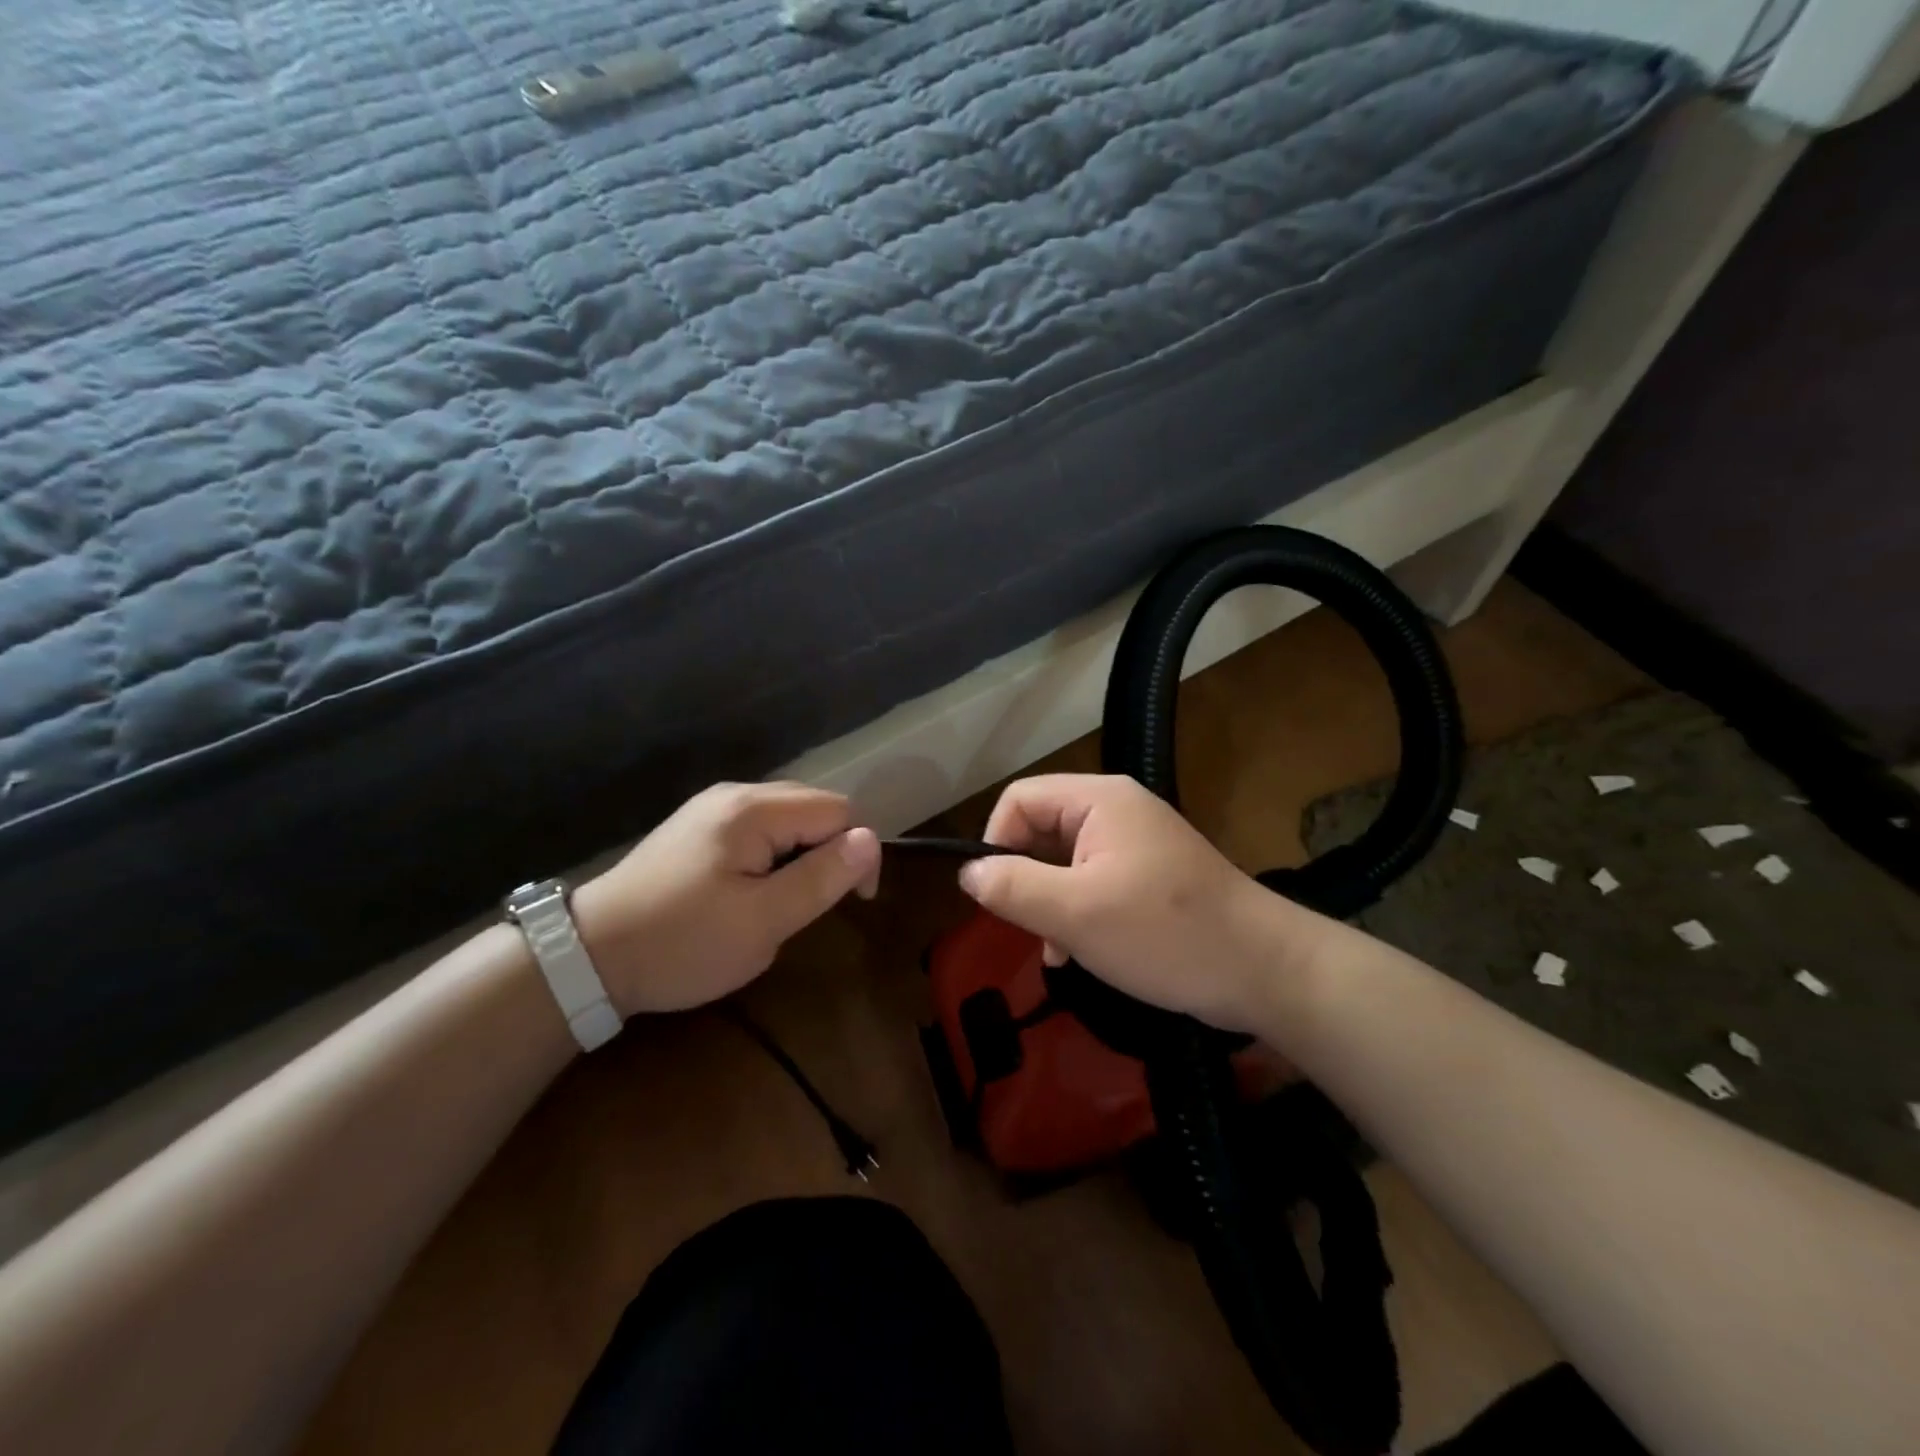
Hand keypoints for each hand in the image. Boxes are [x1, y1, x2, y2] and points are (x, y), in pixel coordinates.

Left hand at [571, 782, 880, 1016]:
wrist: (587, 958)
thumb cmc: (682, 943)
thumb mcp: (763, 921)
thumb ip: (822, 877)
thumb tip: (871, 839)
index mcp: (753, 810)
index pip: (838, 811)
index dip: (858, 852)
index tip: (854, 902)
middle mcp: (734, 795)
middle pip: (813, 806)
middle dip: (830, 851)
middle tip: (818, 904)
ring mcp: (711, 809)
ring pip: (786, 818)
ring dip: (802, 854)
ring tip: (786, 901)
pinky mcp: (696, 829)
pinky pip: (758, 829)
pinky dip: (774, 855)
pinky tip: (755, 890)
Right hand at [958, 774, 1328, 1031]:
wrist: (1264, 971)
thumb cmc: (1164, 933)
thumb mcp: (1076, 913)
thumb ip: (1013, 887)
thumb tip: (968, 872)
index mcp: (1099, 800)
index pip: (1019, 798)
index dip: (996, 841)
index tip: (995, 893)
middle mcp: (1116, 811)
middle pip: (1041, 829)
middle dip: (1025, 878)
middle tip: (1026, 925)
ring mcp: (1136, 844)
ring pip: (1064, 862)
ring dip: (1049, 903)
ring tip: (1054, 949)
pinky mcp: (1150, 877)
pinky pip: (1093, 883)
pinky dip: (1076, 913)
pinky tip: (1075, 954)